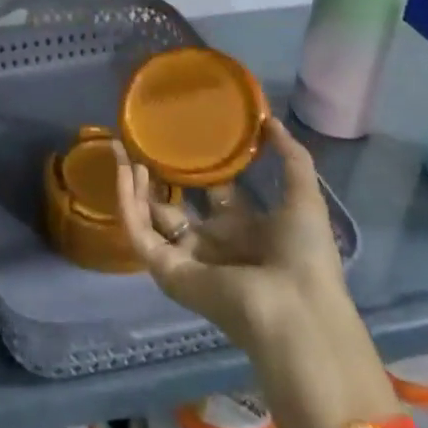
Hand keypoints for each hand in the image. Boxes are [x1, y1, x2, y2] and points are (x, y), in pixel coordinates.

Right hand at [117, 114, 395, 427]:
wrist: (294, 308)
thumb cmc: (303, 255)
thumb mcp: (304, 196)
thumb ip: (291, 157)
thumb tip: (270, 119)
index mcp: (246, 233)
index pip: (218, 196)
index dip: (204, 168)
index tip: (190, 138)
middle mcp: (214, 245)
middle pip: (177, 207)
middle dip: (159, 177)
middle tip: (144, 143)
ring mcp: (187, 258)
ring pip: (149, 218)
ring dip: (133, 185)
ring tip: (123, 149)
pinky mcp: (166, 268)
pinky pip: (139, 232)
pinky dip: (127, 201)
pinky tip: (125, 170)